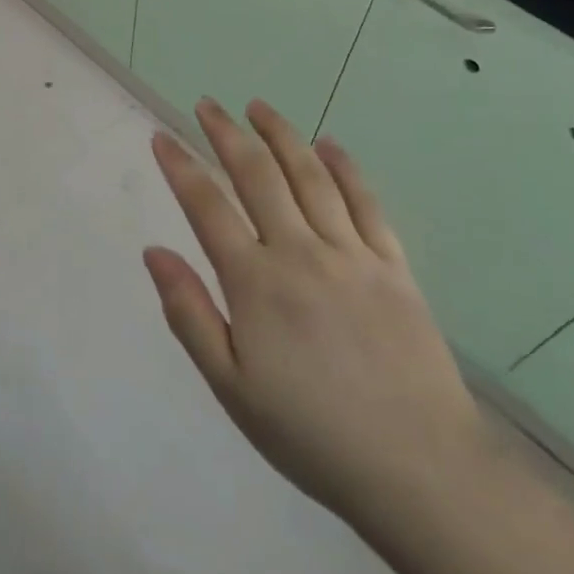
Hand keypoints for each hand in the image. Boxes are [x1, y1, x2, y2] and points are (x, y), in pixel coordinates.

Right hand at [143, 98, 490, 533]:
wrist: (419, 470)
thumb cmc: (311, 433)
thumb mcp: (231, 386)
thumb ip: (189, 313)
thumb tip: (153, 251)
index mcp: (255, 282)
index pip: (207, 206)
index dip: (180, 166)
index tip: (161, 136)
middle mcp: (300, 252)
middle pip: (257, 174)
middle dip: (226, 133)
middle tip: (208, 104)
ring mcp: (351, 253)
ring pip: (309, 175)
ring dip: (281, 134)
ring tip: (258, 106)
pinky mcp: (393, 265)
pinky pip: (365, 202)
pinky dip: (344, 167)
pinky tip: (329, 145)